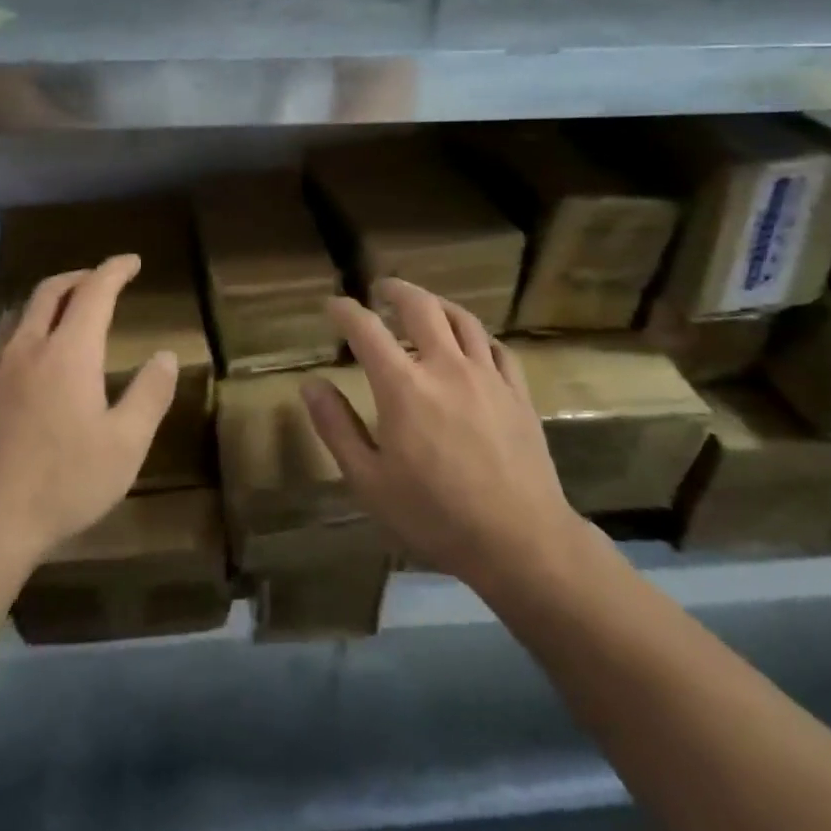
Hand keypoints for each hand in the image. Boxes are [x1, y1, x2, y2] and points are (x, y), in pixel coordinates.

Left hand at [0, 255, 176, 568]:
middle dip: (80, 276)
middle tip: (102, 279)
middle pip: (51, 290)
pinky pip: (6, 335)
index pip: (94, 292)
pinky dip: (28, 322)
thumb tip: (166, 355)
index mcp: (68, 351)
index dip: (115, 270)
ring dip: (50, 297)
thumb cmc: (63, 482)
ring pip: (23, 310)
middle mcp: (28, 346)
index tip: (132, 261)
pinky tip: (33, 352)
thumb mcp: (125, 445)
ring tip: (69, 308)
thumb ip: (150, 395)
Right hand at [303, 280, 585, 586]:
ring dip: (437, 303)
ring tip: (423, 304)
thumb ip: (336, 427)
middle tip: (381, 289)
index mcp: (403, 386)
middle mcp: (445, 367)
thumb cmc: (434, 515)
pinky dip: (476, 335)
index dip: (345, 310)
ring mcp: (487, 376)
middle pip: (420, 307)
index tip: (332, 304)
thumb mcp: (369, 480)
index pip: (366, 330)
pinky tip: (471, 343)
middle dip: (396, 290)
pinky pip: (497, 348)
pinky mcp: (518, 393)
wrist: (520, 541)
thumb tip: (311, 384)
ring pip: (462, 319)